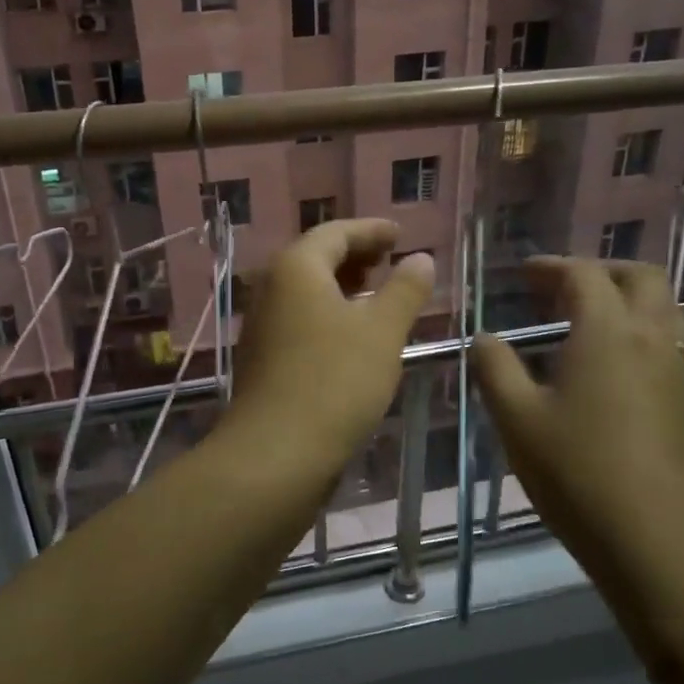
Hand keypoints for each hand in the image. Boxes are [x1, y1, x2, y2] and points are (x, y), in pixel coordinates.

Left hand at [224, 220, 433, 467]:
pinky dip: (328, 316)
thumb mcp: (382, 331)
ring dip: (342, 288)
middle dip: (355, 257)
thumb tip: (421, 258)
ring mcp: (262, 326)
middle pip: (315, 259)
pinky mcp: (263, 359)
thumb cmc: (334, 381)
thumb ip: (404, 290)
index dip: (370, 230)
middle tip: (390, 261)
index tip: (399, 234)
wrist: (275, 453)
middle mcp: (271, 289)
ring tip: (377, 297)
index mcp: (296, 269)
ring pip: (306, 293)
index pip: (335, 233)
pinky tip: (352, 338)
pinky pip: (300, 320)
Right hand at [470, 258, 683, 656]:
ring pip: (663, 308)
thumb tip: (485, 338)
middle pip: (640, 277)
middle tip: (561, 286)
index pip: (584, 275)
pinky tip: (608, 365)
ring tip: (584, 319)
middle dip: (600, 270)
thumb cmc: (579, 473)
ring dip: (625, 298)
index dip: (552, 266)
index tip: (524, 272)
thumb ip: (494, 368)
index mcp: (608, 332)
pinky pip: (668, 341)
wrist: (660, 544)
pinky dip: (639, 330)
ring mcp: (677, 371)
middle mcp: (651, 339)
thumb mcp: (517, 419)